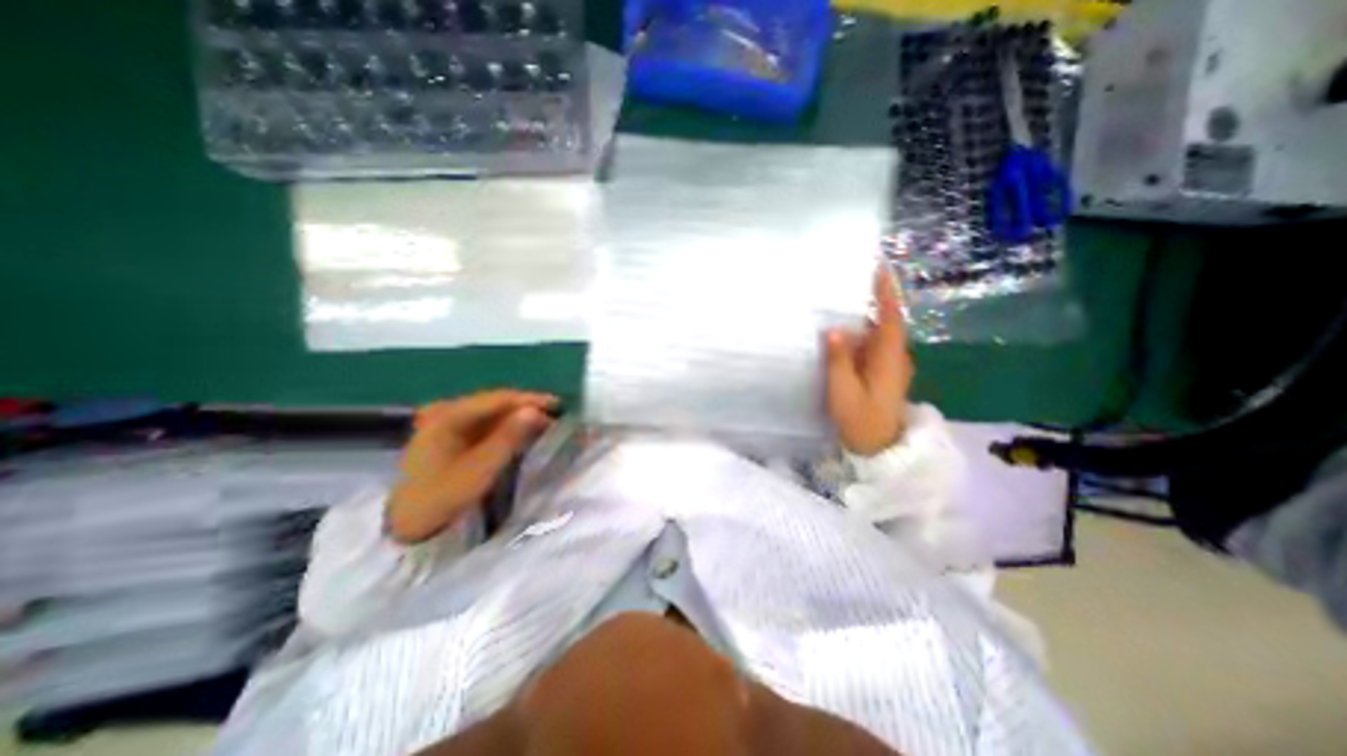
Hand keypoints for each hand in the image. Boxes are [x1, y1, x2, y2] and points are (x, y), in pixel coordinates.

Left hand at [387, 389, 555, 541]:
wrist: (408, 525)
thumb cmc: (443, 497)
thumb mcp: (480, 469)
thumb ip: (508, 437)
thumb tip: (535, 411)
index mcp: (448, 415)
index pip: (497, 399)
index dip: (529, 400)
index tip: (557, 405)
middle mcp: (446, 411)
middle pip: (494, 403)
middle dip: (525, 408)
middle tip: (555, 415)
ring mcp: (445, 422)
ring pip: (490, 412)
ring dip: (517, 417)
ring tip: (544, 422)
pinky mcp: (450, 435)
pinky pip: (484, 423)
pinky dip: (505, 426)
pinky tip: (520, 431)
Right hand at [822, 267, 914, 454]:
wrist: (878, 446)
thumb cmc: (861, 419)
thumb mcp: (844, 390)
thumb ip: (839, 360)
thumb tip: (833, 329)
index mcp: (889, 357)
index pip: (891, 316)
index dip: (886, 292)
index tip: (878, 269)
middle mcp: (894, 357)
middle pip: (887, 321)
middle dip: (874, 299)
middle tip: (850, 282)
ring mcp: (889, 366)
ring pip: (879, 334)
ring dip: (866, 317)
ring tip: (842, 302)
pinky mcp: (881, 374)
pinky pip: (872, 345)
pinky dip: (861, 334)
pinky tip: (843, 333)